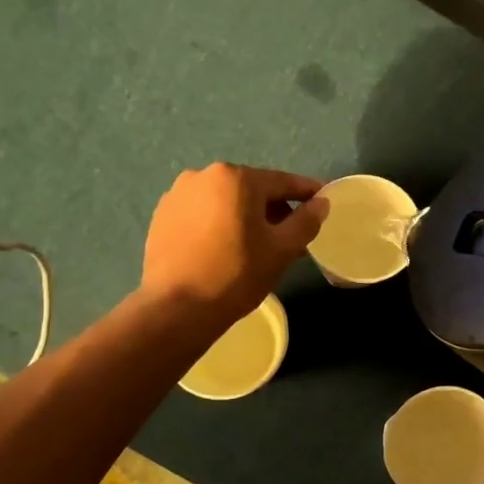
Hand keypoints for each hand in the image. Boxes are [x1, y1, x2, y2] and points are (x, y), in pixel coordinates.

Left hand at [141, 164, 327, 325]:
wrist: (178, 307)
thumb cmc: (237, 274)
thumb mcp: (282, 249)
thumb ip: (306, 221)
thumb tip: (321, 202)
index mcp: (237, 178)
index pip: (282, 181)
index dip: (306, 192)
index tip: (322, 200)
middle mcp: (204, 175)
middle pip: (252, 189)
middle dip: (273, 208)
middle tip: (290, 234)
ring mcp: (178, 194)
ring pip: (225, 200)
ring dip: (245, 215)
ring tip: (255, 244)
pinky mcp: (162, 215)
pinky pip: (201, 213)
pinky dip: (218, 223)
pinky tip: (224, 248)